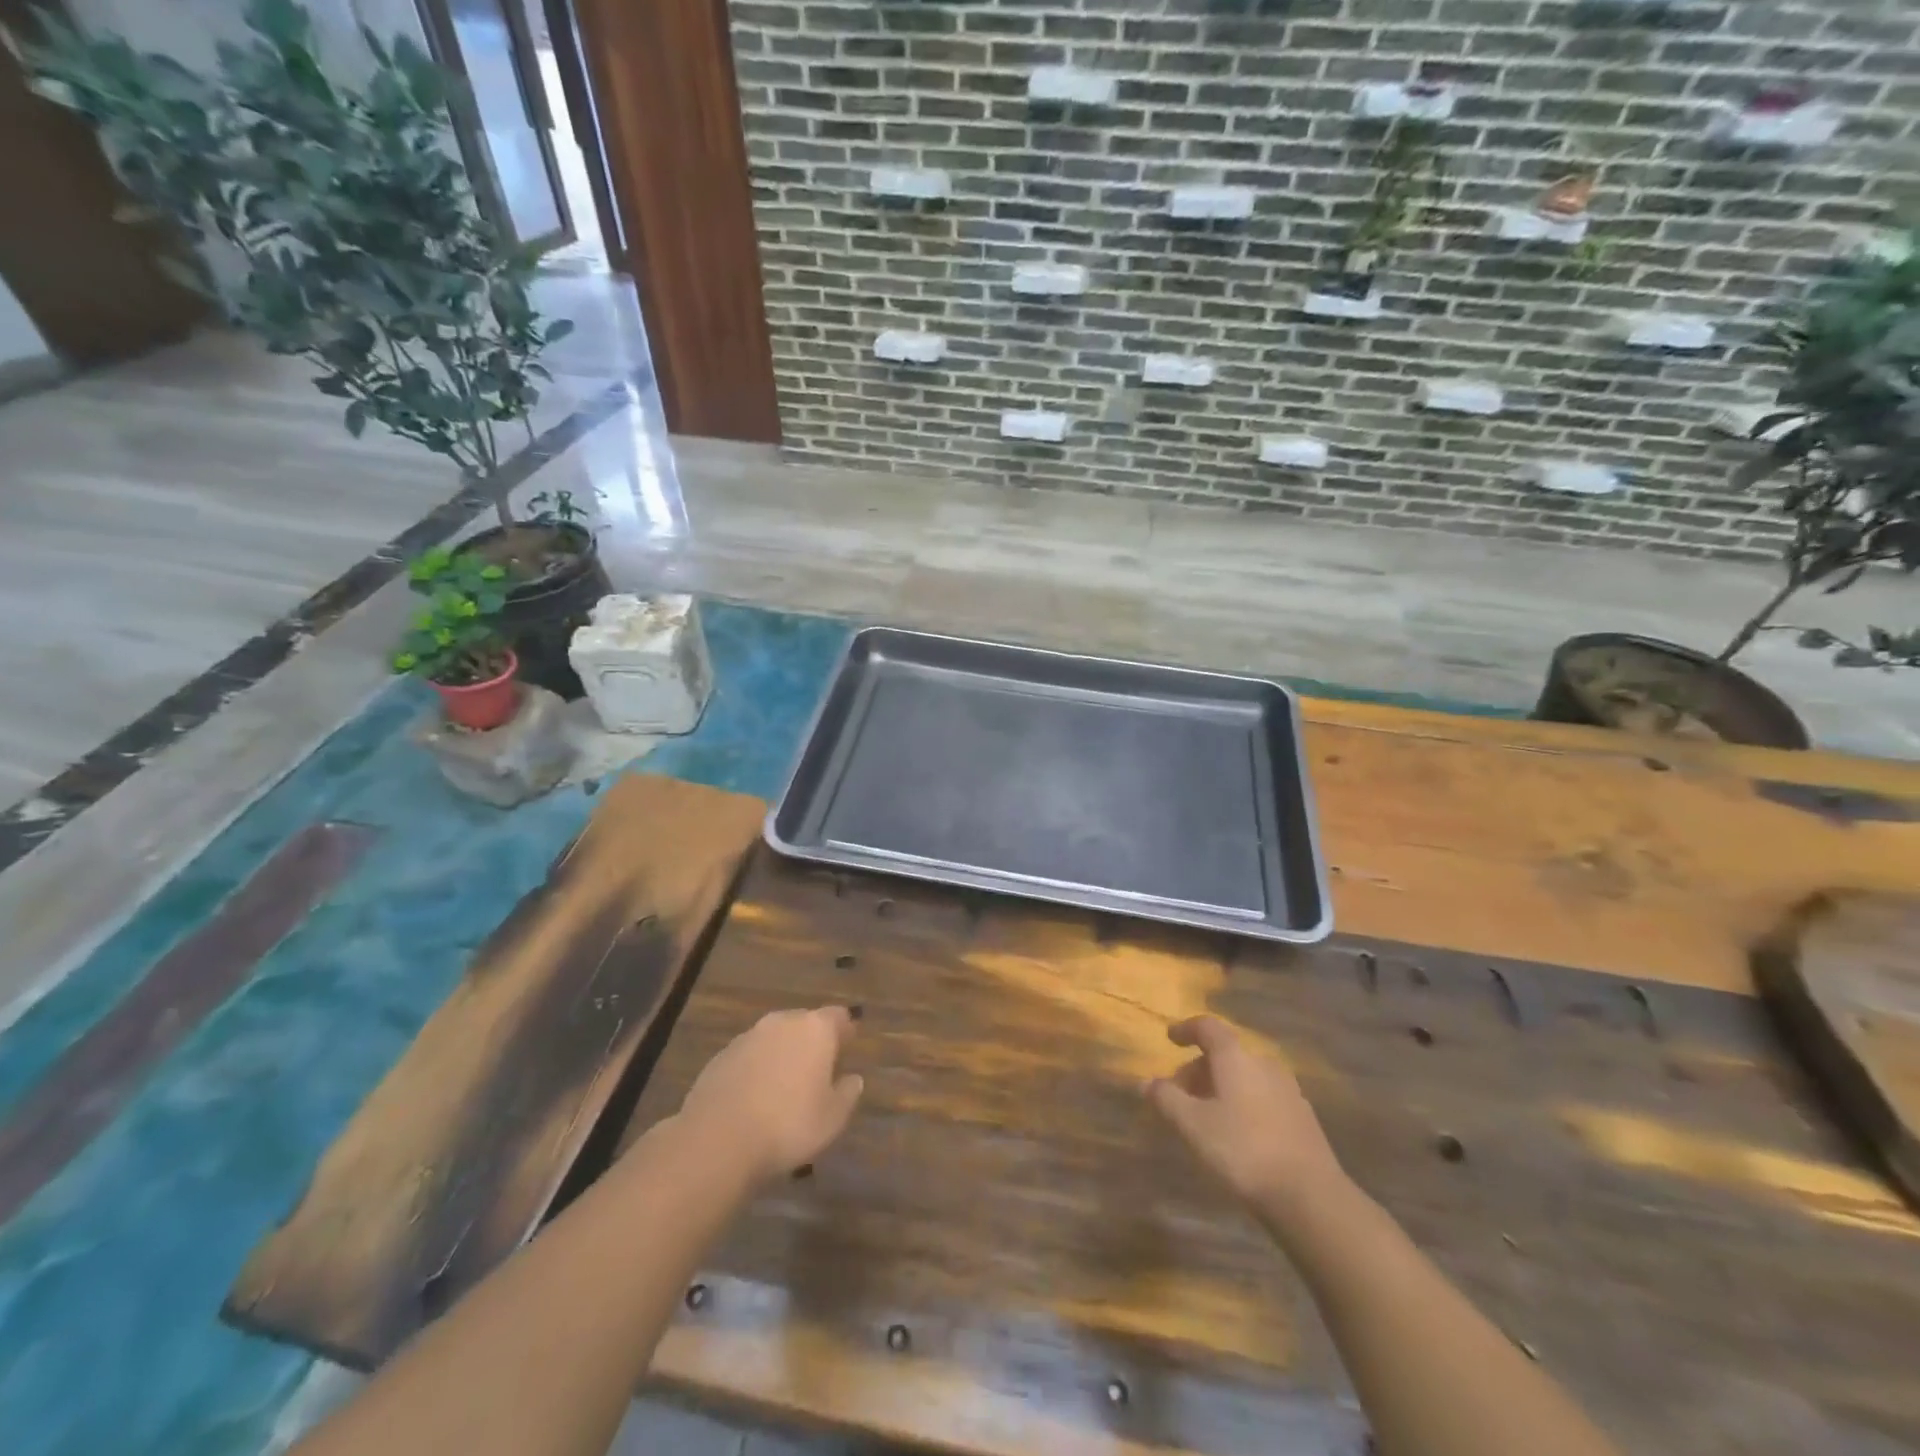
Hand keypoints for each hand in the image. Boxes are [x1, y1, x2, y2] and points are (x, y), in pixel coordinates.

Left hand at [675, 1006, 864, 1183]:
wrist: (717, 1139)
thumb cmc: (788, 1125)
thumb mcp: (832, 1118)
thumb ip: (847, 1093)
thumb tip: (854, 1079)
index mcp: (816, 1029)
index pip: (838, 1016)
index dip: (845, 1030)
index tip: (849, 1044)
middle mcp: (782, 1022)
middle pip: (804, 1023)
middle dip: (812, 1040)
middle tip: (818, 1068)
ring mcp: (748, 1036)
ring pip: (774, 1038)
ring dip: (782, 1053)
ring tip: (785, 1085)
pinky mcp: (721, 1056)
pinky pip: (749, 1056)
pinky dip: (756, 1068)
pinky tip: (755, 1097)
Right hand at [1147, 1015, 1347, 1214]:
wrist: (1309, 1197)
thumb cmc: (1242, 1150)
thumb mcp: (1192, 1125)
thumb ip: (1166, 1099)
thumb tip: (1146, 1083)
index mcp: (1236, 1057)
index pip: (1207, 1027)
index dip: (1185, 1030)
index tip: (1170, 1039)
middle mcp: (1264, 1064)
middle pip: (1225, 1054)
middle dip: (1198, 1068)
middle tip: (1179, 1093)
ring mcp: (1288, 1090)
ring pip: (1245, 1077)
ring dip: (1221, 1087)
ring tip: (1204, 1115)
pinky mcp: (1302, 1118)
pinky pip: (1262, 1097)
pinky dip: (1242, 1103)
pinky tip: (1236, 1133)